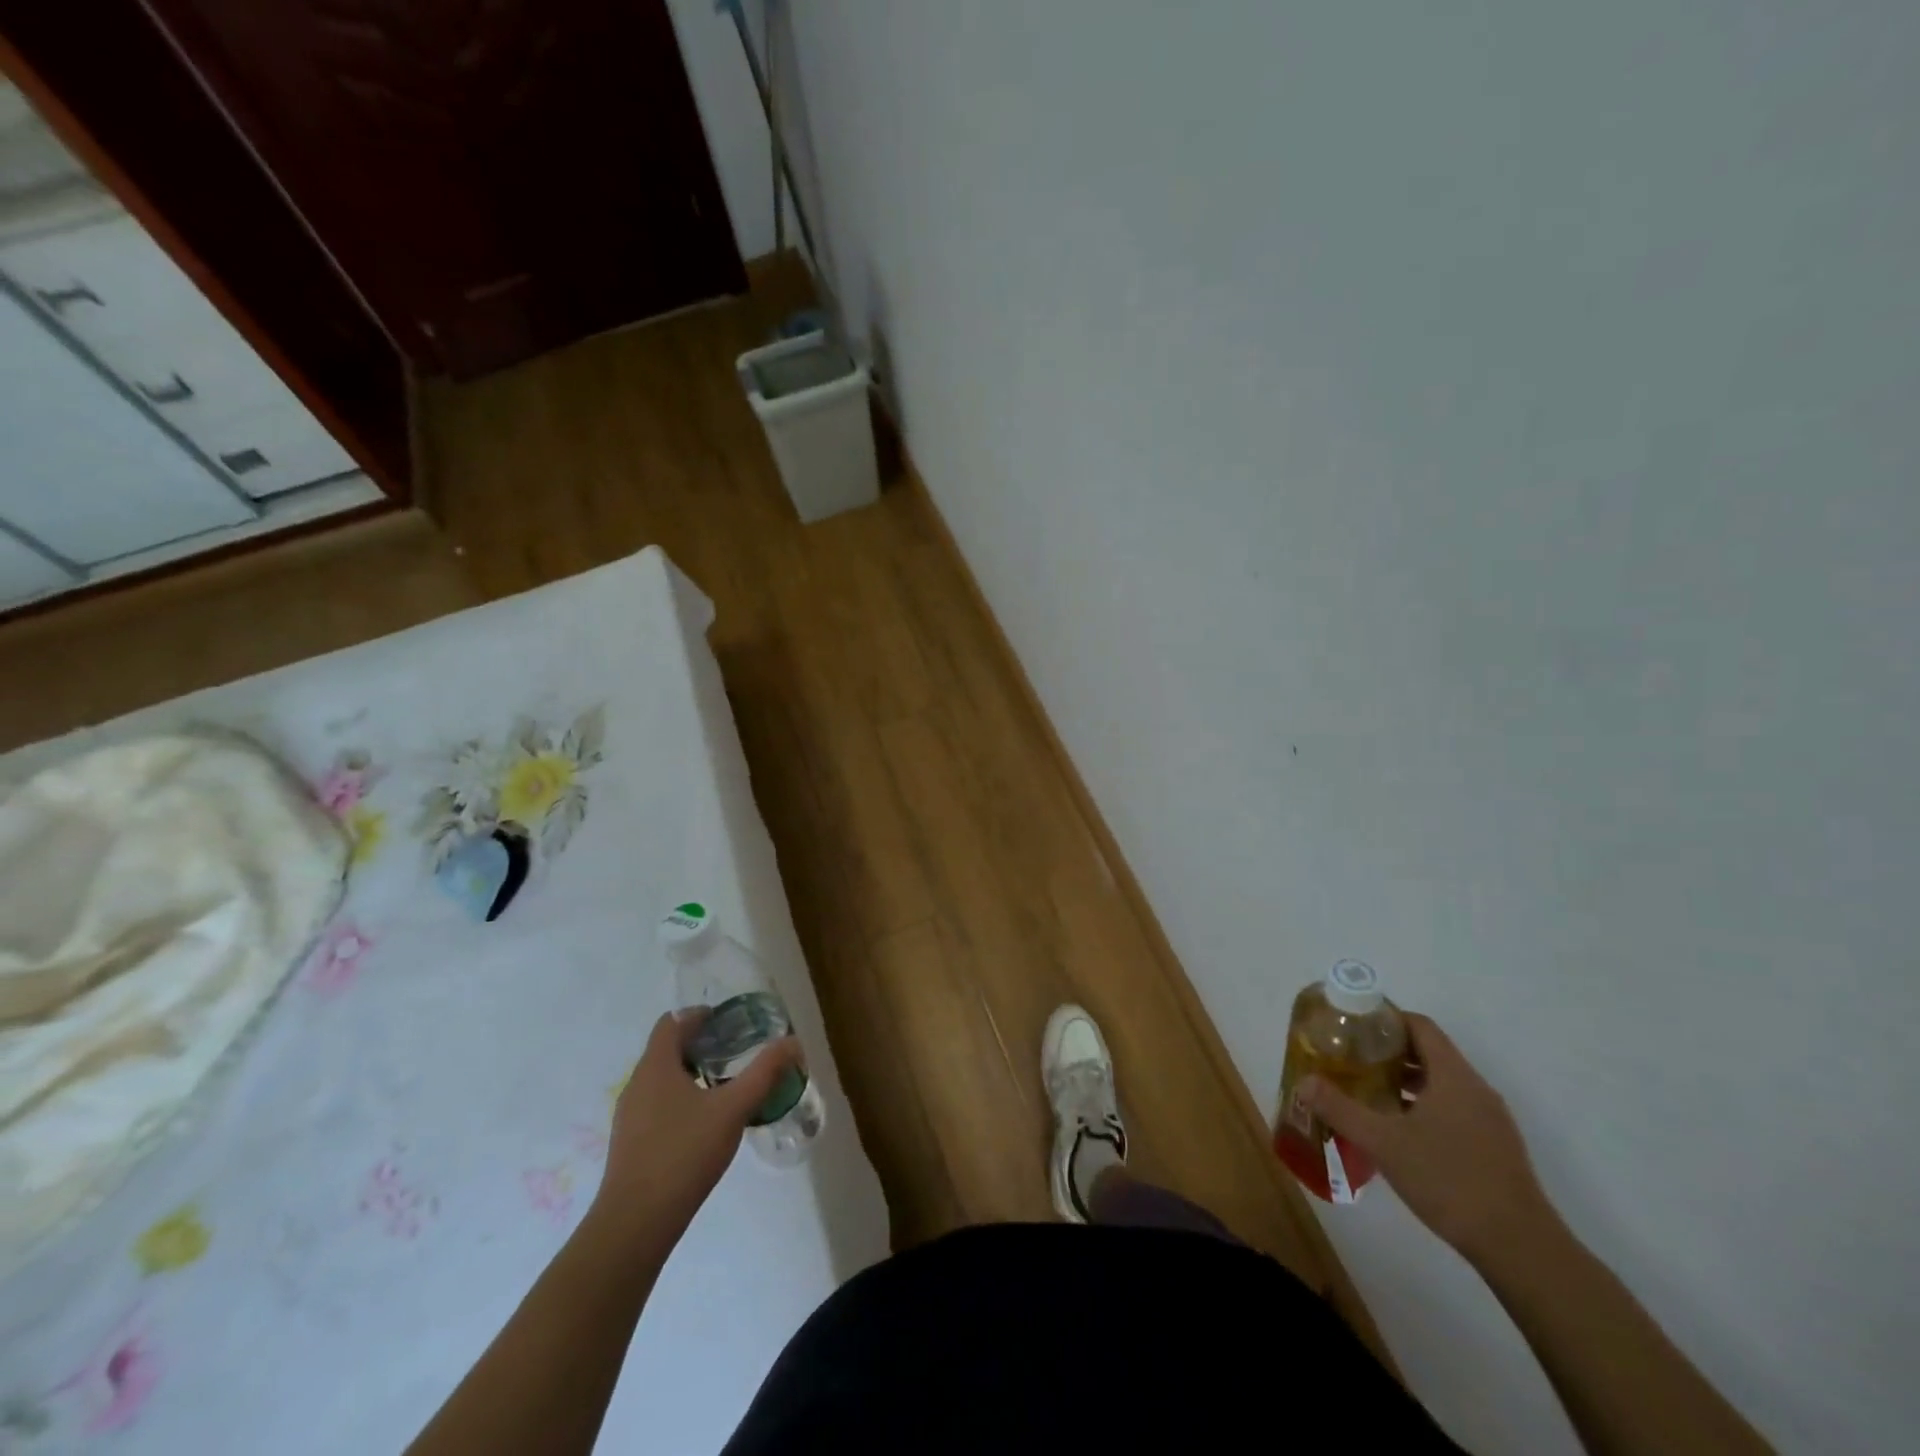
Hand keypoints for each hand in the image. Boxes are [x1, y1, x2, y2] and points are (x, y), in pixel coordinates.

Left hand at [588, 1012, 799, 1255]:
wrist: (635, 1224)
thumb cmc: (683, 1154)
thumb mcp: (733, 1109)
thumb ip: (764, 1072)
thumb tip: (792, 1042)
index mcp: (656, 1066)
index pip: (672, 1022)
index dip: (699, 1015)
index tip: (729, 1023)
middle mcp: (637, 1084)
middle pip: (667, 1049)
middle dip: (701, 1045)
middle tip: (736, 1053)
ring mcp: (629, 1116)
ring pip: (662, 1079)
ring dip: (692, 1074)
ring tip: (726, 1087)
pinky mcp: (630, 1143)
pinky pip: (657, 1105)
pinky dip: (681, 1100)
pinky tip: (705, 1123)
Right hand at [1301, 1013, 1554, 1264]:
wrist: (1520, 1248)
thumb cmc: (1449, 1181)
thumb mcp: (1384, 1143)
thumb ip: (1341, 1109)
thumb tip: (1303, 1083)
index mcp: (1454, 1076)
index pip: (1419, 1026)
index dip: (1385, 1018)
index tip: (1352, 1025)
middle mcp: (1476, 1089)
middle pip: (1429, 1052)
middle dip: (1388, 1050)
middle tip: (1350, 1057)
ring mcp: (1489, 1120)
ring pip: (1441, 1082)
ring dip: (1404, 1080)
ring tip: (1367, 1090)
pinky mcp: (1494, 1146)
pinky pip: (1453, 1108)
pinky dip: (1423, 1104)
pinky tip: (1398, 1129)